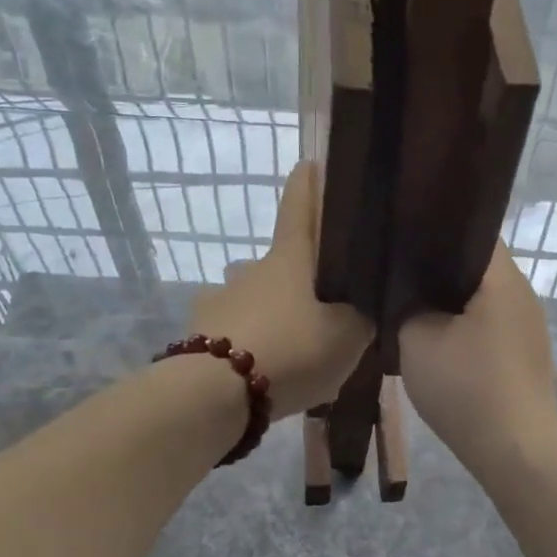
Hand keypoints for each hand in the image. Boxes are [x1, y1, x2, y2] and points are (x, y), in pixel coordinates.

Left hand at [190, 161, 372, 419]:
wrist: (216, 393)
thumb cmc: (291, 349)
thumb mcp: (346, 338)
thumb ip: (358, 320)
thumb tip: (357, 311)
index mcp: (289, 260)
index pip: (299, 208)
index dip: (307, 185)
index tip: (308, 163)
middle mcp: (252, 270)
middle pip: (279, 261)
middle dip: (298, 276)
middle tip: (322, 307)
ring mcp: (220, 299)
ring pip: (252, 297)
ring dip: (270, 311)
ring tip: (290, 346)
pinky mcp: (199, 334)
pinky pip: (232, 331)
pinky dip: (247, 343)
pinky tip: (260, 371)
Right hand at [399, 242, 556, 462]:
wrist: (515, 452)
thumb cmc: (467, 387)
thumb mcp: (417, 340)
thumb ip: (406, 306)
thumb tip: (409, 298)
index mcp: (502, 279)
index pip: (472, 233)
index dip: (436, 233)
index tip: (403, 241)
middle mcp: (523, 295)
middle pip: (477, 267)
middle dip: (438, 270)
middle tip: (399, 275)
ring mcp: (529, 328)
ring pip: (482, 299)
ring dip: (451, 303)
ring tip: (412, 307)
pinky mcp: (527, 356)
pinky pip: (490, 326)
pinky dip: (465, 328)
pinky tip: (439, 343)